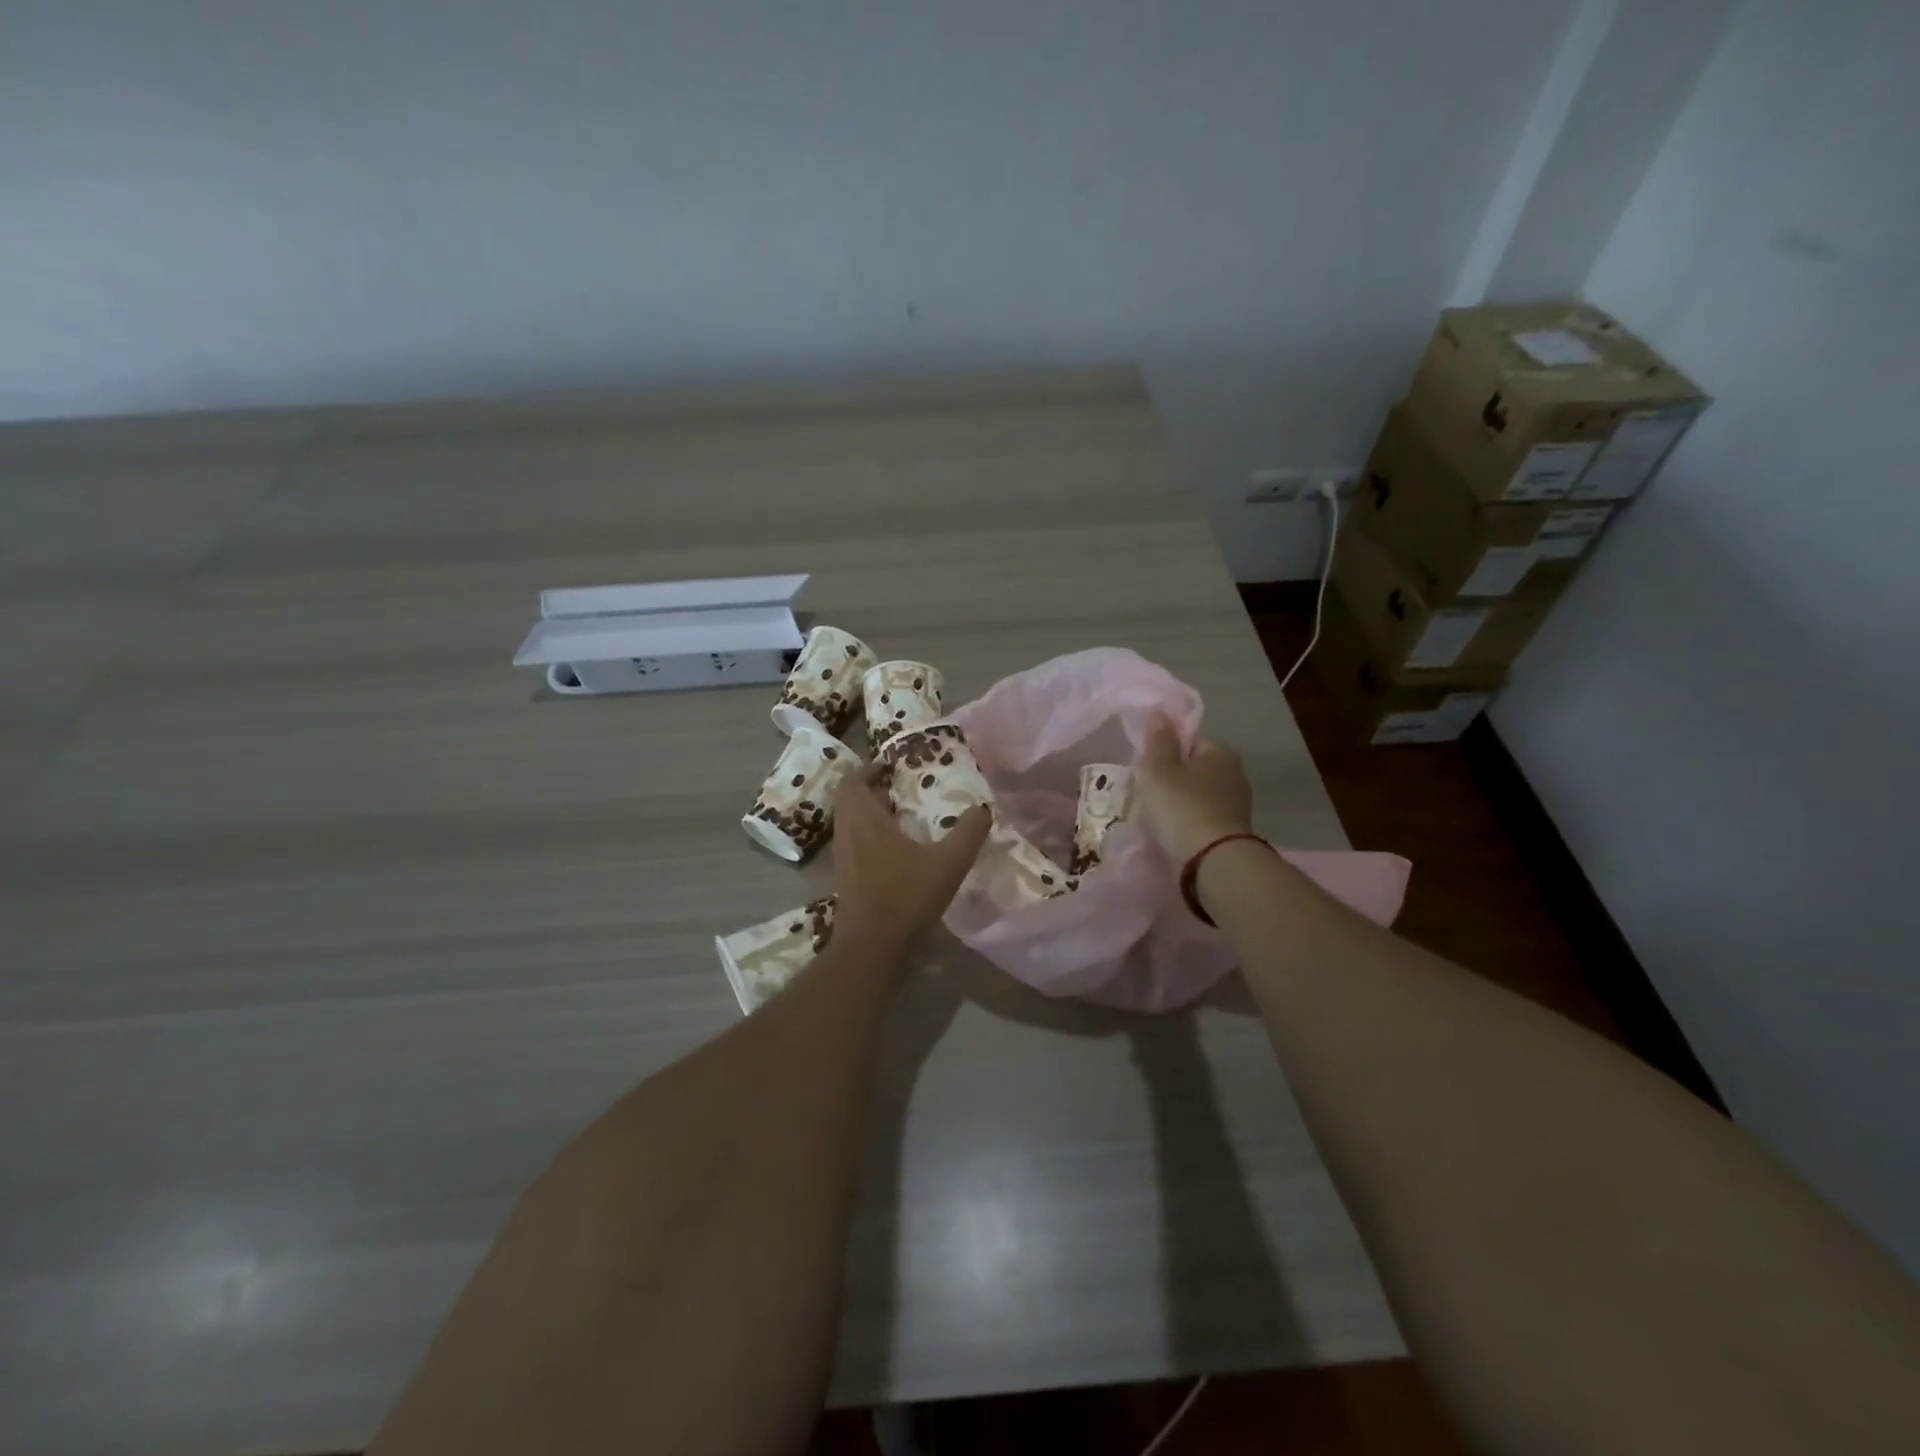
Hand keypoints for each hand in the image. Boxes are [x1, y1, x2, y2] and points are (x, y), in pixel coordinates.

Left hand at [832, 764, 991, 952]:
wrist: (871, 947)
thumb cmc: (906, 897)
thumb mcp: (948, 863)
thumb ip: (968, 833)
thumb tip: (984, 809)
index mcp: (866, 820)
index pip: (853, 781)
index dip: (868, 769)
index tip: (890, 765)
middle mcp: (848, 833)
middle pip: (848, 799)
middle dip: (868, 787)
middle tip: (896, 786)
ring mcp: (842, 857)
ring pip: (848, 821)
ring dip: (866, 811)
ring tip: (897, 812)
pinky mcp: (844, 878)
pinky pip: (851, 841)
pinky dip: (867, 833)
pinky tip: (893, 848)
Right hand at [1137, 714, 1253, 864]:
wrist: (1212, 861)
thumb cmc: (1181, 807)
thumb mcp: (1160, 769)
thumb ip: (1159, 740)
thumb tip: (1161, 713)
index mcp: (1220, 752)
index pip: (1189, 741)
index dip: (1165, 752)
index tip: (1146, 769)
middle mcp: (1235, 773)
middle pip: (1194, 769)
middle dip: (1172, 779)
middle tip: (1147, 795)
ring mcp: (1238, 804)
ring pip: (1199, 795)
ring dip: (1179, 803)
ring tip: (1157, 819)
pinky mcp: (1234, 831)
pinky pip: (1203, 818)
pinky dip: (1189, 822)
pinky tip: (1173, 834)